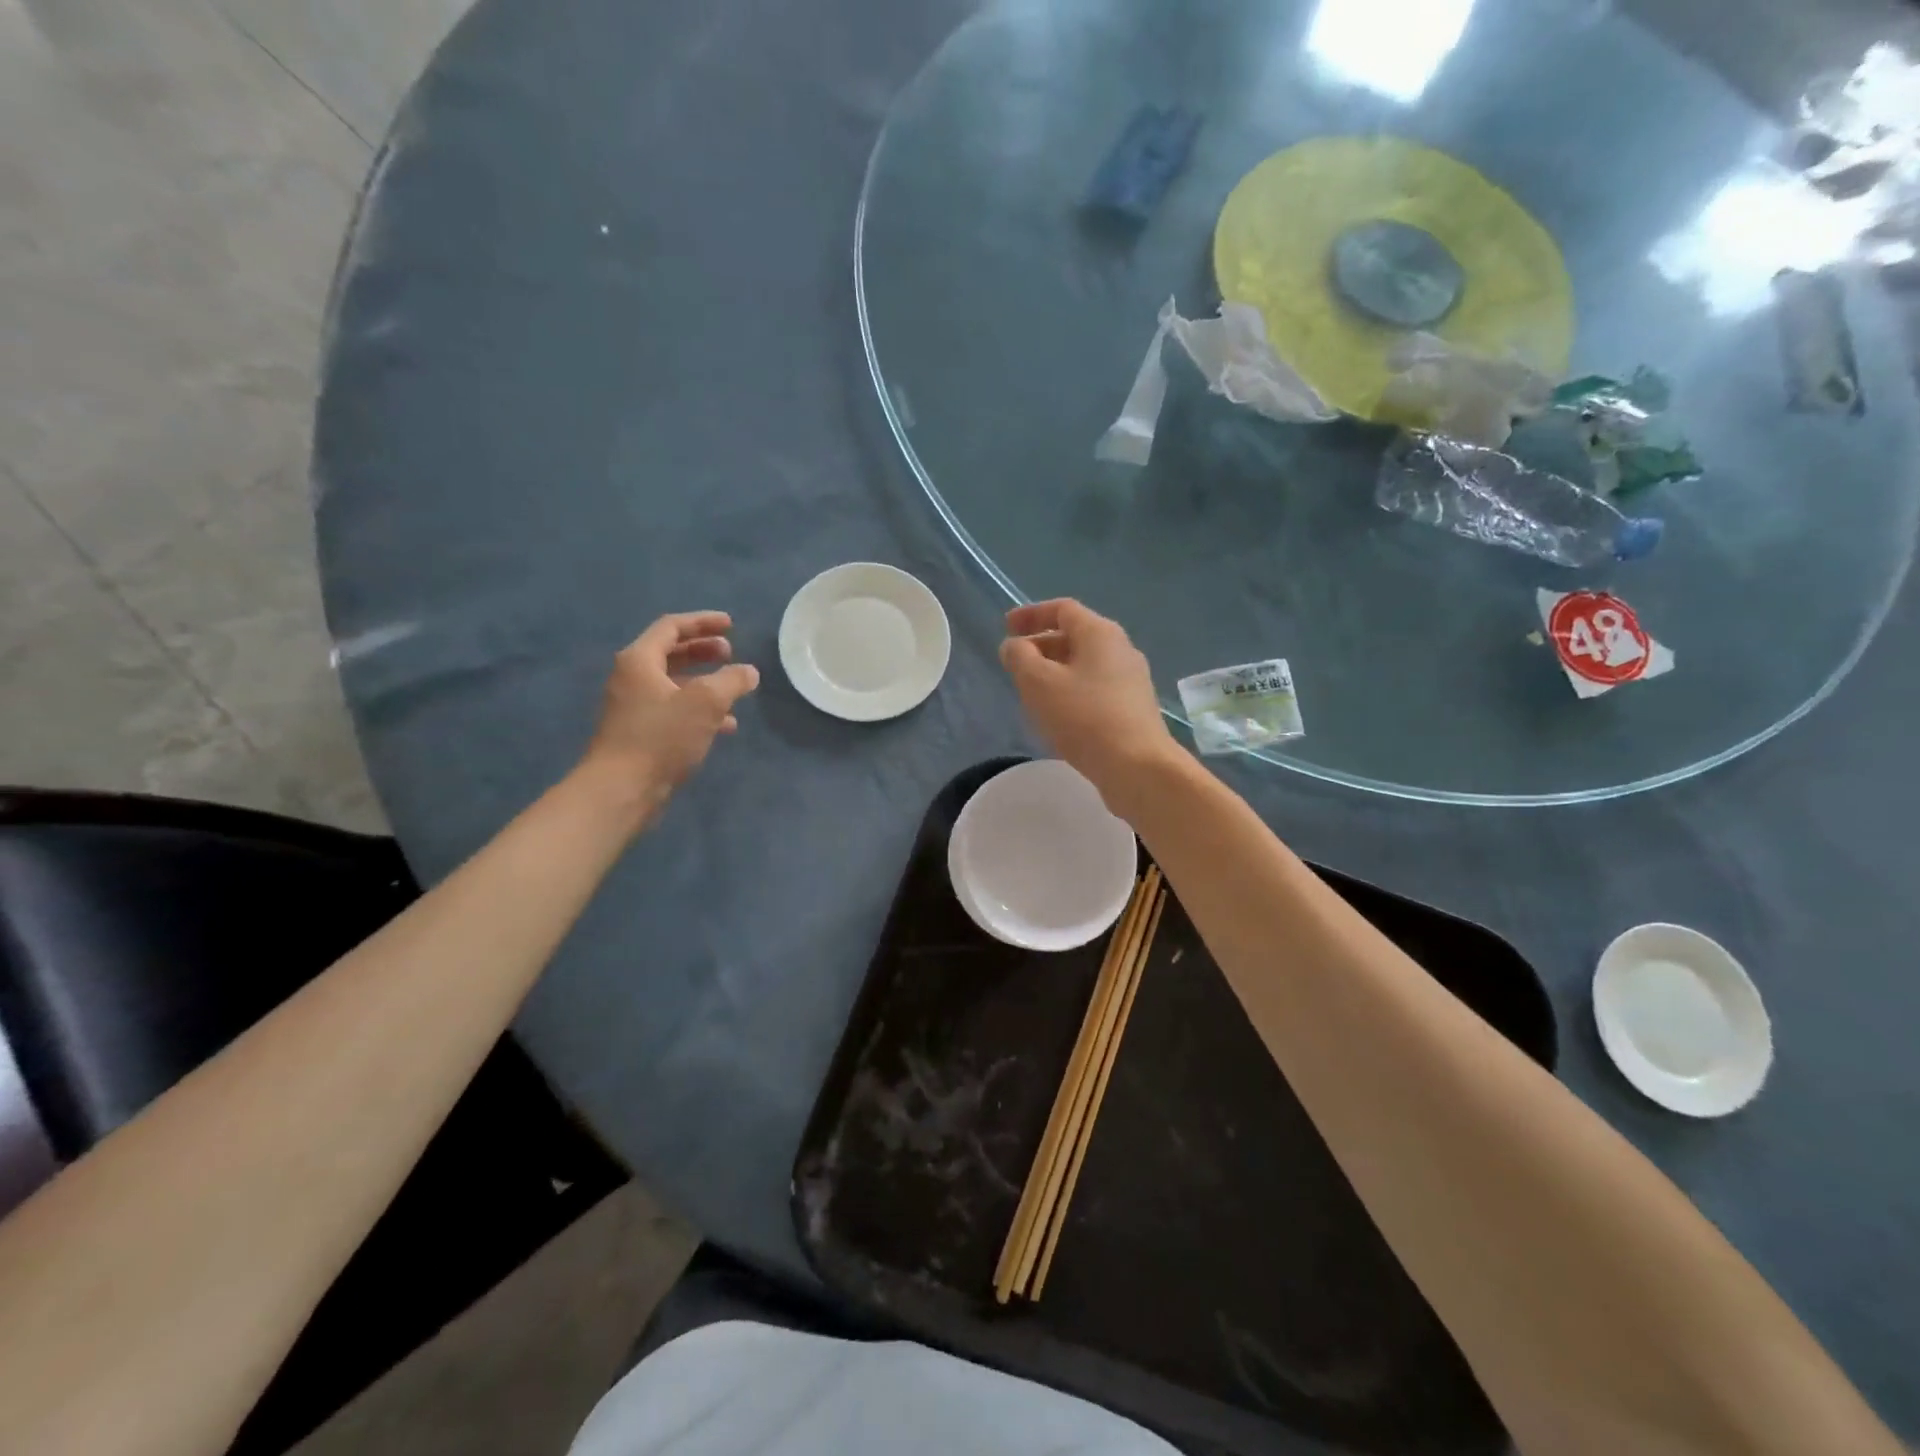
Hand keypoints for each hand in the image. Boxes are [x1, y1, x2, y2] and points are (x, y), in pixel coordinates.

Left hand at [584, 611, 759, 821]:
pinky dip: (700, 709)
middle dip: (703, 651)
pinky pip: (675, 709)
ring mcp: (635, 707)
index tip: (731, 625)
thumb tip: (749, 671)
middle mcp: (632, 678)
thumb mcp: (706, 703)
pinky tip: (726, 725)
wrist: (622, 789)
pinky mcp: (641, 732)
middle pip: (671, 653)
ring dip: (706, 682)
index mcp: (640, 660)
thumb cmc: (661, 737)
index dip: (703, 622)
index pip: (672, 627)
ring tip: (734, 689)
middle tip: (731, 653)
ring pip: (675, 684)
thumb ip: (731, 681)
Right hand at [999, 599, 1178, 808]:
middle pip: (1075, 636)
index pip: (1062, 609)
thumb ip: (1019, 657)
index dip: (1031, 614)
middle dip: (1041, 646)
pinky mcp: (1133, 708)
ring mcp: (1131, 680)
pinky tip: (1058, 716)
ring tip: (1031, 692)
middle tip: (1015, 665)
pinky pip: (1095, 688)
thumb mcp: (1038, 682)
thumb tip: (1015, 646)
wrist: (1137, 767)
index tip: (1006, 627)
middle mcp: (1121, 649)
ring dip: (1055, 672)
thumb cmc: (1084, 717)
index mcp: (1100, 633)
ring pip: (1085, 665)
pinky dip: (1071, 691)